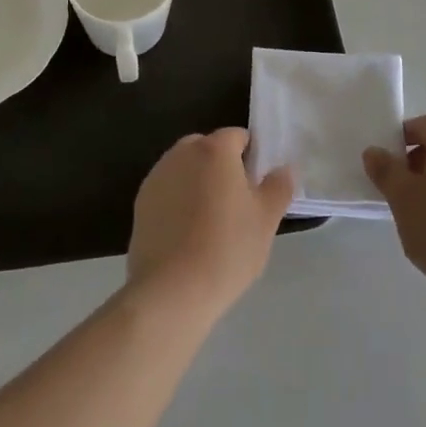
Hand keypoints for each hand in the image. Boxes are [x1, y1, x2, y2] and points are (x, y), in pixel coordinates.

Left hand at [128, 128, 293, 317]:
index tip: (258, 187)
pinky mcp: (140, 202)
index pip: (238, 136)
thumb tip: (285, 168)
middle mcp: (182, 153)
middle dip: (222, 167)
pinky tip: (187, 235)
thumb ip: (279, 186)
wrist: (172, 290)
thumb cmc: (227, 248)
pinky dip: (178, 201)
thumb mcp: (266, 219)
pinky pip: (168, 191)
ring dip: (198, 182)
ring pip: (185, 169)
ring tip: (211, 222)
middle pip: (208, 148)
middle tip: (237, 204)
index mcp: (214, 149)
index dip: (251, 157)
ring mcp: (157, 176)